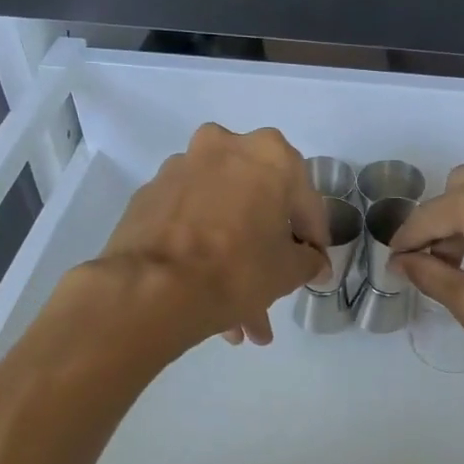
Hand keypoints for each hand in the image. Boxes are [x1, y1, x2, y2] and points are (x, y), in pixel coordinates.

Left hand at [95, 124, 329, 347]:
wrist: (153, 288)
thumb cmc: (237, 268)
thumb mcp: (289, 271)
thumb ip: (309, 261)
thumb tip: (313, 263)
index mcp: (269, 154)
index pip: (305, 200)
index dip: (314, 238)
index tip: (314, 265)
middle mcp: (224, 147)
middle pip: (257, 203)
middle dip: (266, 250)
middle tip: (274, 285)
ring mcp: (181, 168)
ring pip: (221, 215)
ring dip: (233, 258)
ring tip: (238, 316)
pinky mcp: (149, 195)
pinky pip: (190, 223)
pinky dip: (201, 251)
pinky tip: (205, 295)